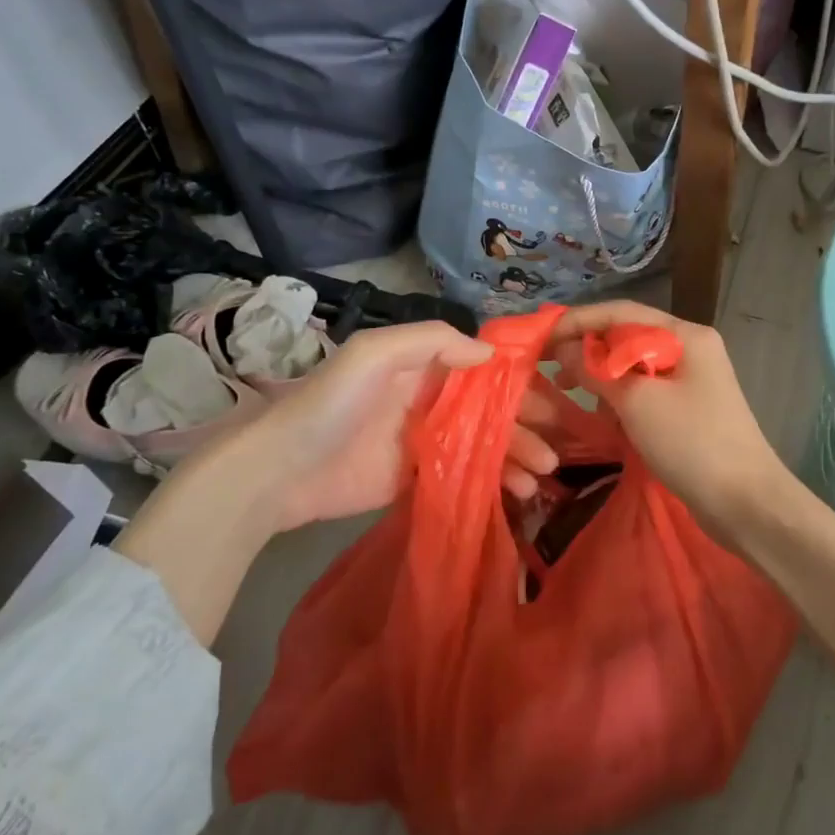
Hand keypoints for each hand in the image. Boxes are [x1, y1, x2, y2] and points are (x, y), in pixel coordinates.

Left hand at [262, 322, 558, 531]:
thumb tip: (490, 354)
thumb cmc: (331, 404)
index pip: (483, 369)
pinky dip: (494, 482)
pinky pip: (466, 475)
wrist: (279, 472)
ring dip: (516, 456)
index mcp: (423, 365)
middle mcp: (430, 399)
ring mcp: (425, 441)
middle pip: (491, 409)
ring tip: (542, 477)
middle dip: (526, 425)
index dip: (519, 382)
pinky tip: (518, 493)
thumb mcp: (373, 354)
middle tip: (555, 448)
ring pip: (484, 444)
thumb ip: (430, 341)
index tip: (552, 399)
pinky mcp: (417, 477)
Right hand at [549, 301, 788, 538]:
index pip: (621, 312)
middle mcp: (690, 348)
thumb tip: (564, 349)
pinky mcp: (688, 408)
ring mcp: (691, 379)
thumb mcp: (637, 403)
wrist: (745, 502)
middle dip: (588, 350)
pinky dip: (621, 399)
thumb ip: (596, 371)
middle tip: (550, 368)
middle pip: (627, 336)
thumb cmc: (691, 443)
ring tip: (570, 392)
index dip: (578, 321)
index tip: (542, 337)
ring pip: (634, 366)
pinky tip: (605, 418)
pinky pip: (645, 391)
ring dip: (602, 377)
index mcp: (685, 334)